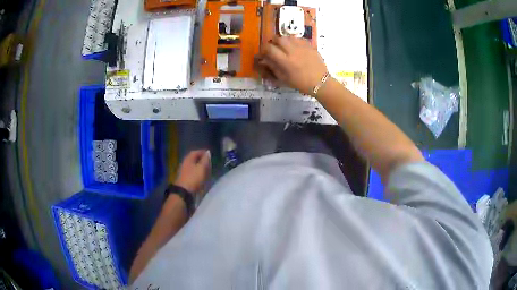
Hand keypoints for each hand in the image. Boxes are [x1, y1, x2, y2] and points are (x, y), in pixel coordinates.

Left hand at [174, 150, 210, 193]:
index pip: (196, 152)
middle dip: (202, 160)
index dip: (203, 152)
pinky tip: (203, 177)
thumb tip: (208, 152)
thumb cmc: (193, 178)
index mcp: (188, 159)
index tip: (210, 154)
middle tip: (210, 162)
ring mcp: (185, 172)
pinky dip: (198, 173)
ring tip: (208, 170)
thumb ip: (205, 160)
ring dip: (201, 167)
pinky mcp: (186, 179)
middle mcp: (185, 163)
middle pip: (194, 159)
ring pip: (194, 167)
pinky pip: (193, 173)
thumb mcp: (202, 168)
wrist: (184, 192)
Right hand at [255, 37, 327, 95]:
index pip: (269, 48)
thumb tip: (265, 60)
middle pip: (278, 38)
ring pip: (288, 37)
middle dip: (273, 42)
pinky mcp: (310, 46)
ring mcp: (302, 47)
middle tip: (274, 48)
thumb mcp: (284, 79)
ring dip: (284, 40)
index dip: (264, 49)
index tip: (264, 53)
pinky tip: (295, 47)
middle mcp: (293, 51)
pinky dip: (294, 41)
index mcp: (285, 61)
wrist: (320, 83)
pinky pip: (299, 39)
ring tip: (284, 47)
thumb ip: (273, 67)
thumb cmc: (301, 83)